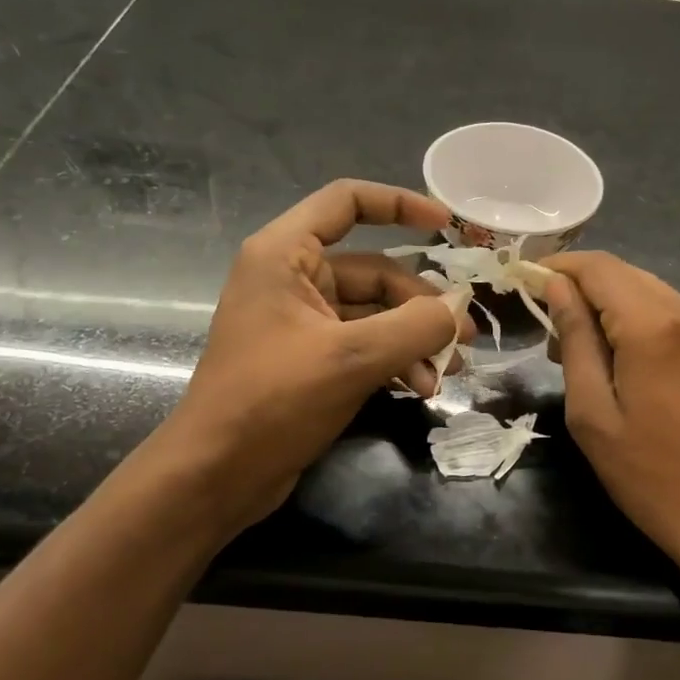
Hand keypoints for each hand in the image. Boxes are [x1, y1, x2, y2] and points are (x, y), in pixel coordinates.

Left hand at [141, 180, 471, 535]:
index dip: (399, 204)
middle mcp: (292, 278)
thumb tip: (456, 312)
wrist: (215, 477)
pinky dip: (394, 360)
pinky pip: (364, 344)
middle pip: (374, 270)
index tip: (446, 224)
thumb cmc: (272, 401)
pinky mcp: (310, 359)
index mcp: (285, 255)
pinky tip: (421, 388)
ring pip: (375, 313)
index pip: (346, 201)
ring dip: (414, 339)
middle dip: (422, 304)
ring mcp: (301, 321)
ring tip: (450, 370)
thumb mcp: (351, 359)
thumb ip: (414, 327)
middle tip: (464, 336)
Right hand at [542, 252, 679, 570]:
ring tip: (578, 349)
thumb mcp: (594, 413)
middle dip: (580, 288)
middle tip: (548, 329)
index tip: (525, 283)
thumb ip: (575, 340)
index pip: (597, 267)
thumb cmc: (653, 476)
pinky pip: (668, 312)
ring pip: (646, 290)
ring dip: (607, 305)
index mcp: (653, 325)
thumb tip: (557, 288)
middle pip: (623, 273)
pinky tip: (619, 356)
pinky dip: (635, 320)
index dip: (557, 268)